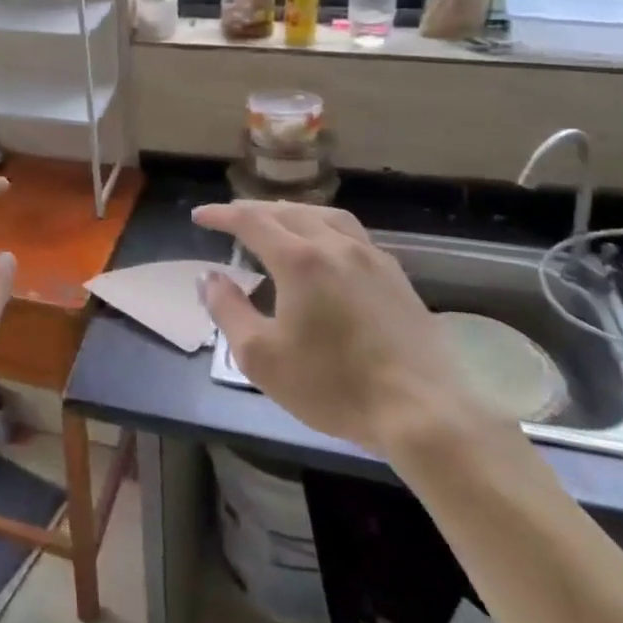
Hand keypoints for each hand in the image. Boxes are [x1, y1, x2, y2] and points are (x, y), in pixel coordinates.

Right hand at [195, 200, 476, 454]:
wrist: (422, 411)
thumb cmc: (333, 386)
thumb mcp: (261, 357)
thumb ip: (228, 310)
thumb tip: (209, 277)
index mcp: (299, 259)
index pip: (250, 220)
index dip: (221, 215)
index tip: (199, 216)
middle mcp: (334, 245)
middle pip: (287, 211)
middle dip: (253, 211)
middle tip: (231, 219)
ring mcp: (371, 257)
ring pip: (324, 216)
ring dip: (291, 213)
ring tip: (276, 223)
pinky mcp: (396, 275)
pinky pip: (351, 233)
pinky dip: (324, 227)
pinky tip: (325, 248)